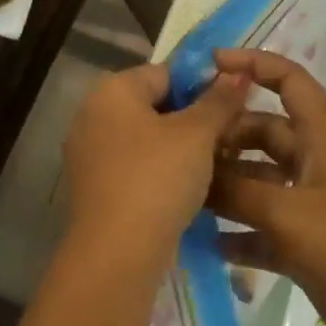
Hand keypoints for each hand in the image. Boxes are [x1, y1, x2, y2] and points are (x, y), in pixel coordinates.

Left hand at [64, 62, 248, 256]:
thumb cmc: (158, 179)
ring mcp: (89, 155)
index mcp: (111, 91)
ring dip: (180, 149)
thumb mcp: (197, 134)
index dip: (203, 85)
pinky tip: (189, 189)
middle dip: (193, 119)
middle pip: (155, 106)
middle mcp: (91, 116)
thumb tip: (237, 73)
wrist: (117, 252)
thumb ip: (218, 100)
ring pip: (147, 140)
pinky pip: (135, 167)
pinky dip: (161, 172)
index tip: (233, 107)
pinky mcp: (95, 189)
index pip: (166, 73)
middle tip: (229, 138)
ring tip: (217, 165)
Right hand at [207, 48, 325, 325]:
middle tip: (179, 151)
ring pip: (259, 183)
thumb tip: (194, 176)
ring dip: (225, 188)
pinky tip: (204, 243)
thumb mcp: (289, 211)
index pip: (290, 82)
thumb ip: (237, 191)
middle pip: (264, 134)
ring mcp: (310, 206)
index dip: (254, 64)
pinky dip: (237, 233)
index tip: (209, 65)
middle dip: (225, 137)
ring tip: (180, 195)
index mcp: (323, 138)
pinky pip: (262, 229)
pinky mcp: (305, 244)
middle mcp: (315, 165)